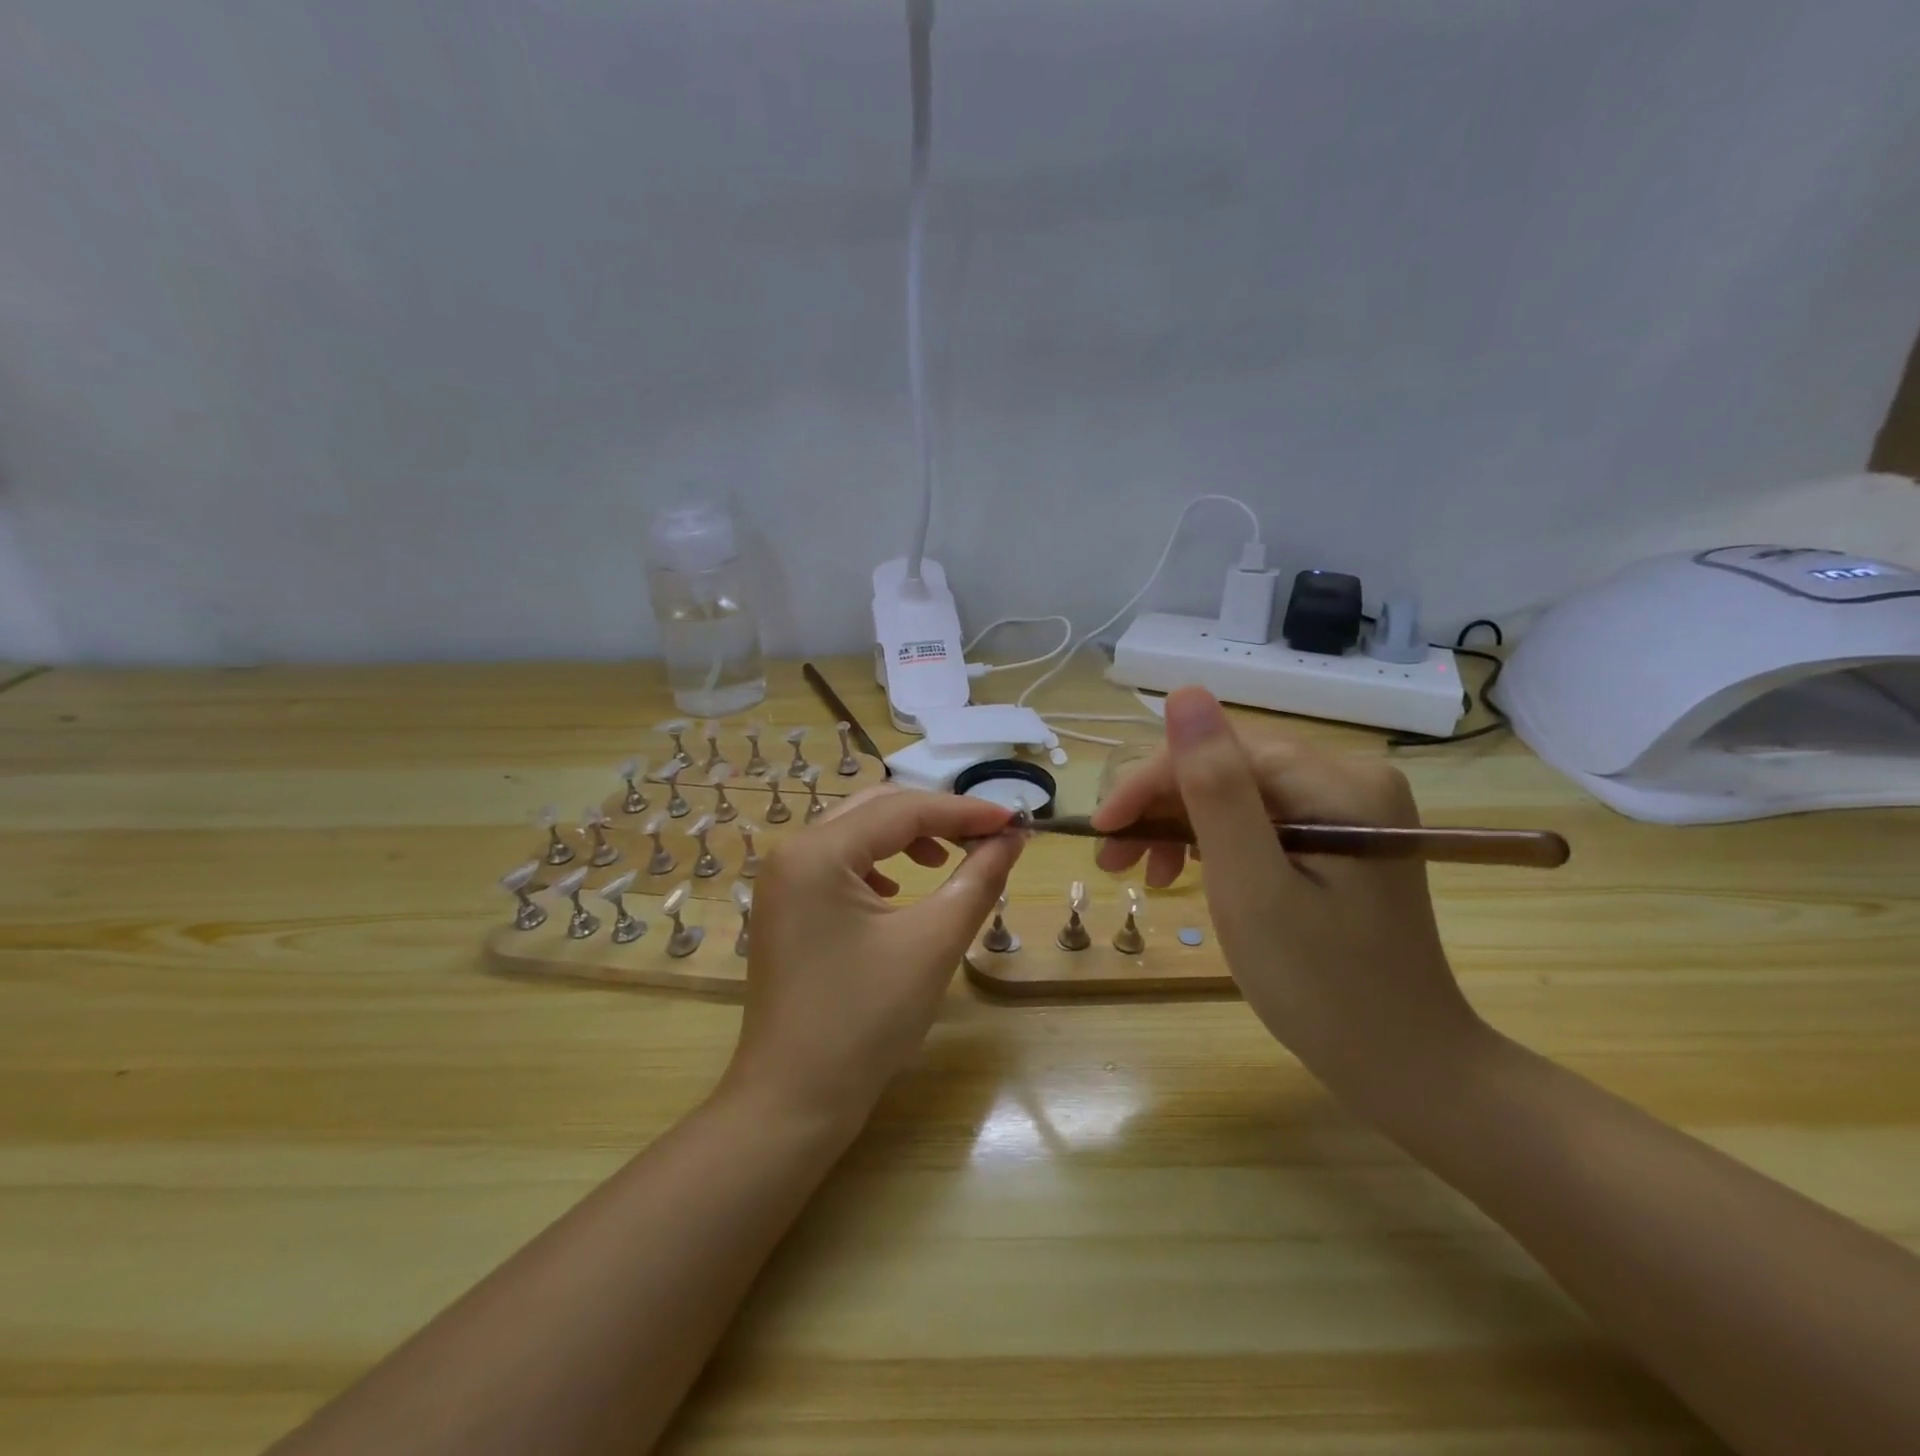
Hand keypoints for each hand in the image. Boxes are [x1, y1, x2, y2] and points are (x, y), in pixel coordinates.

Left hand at [723, 786, 1023, 1125]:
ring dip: (907, 837)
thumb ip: (978, 879)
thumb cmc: (865, 1021)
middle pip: (876, 810)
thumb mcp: (933, 943)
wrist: (793, 1102)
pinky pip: (839, 862)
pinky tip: (898, 888)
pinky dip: (879, 863)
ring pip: (857, 832)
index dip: (964, 811)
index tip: (1015, 821)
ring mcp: (782, 879)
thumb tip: (1013, 838)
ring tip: (948, 860)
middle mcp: (791, 851)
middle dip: (937, 818)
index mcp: (817, 851)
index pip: (903, 810)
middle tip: (988, 836)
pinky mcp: (785, 905)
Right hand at [1089, 687, 1481, 1083]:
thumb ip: (1216, 789)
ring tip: (1141, 874)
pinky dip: (1214, 843)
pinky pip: (1259, 820)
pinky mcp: (1341, 837)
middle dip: (1161, 809)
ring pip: (1237, 793)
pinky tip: (1184, 870)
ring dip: (1179, 826)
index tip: (1102, 832)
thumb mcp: (1252, 887)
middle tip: (1112, 860)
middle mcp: (1351, 778)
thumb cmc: (1322, 987)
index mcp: (1340, 783)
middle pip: (1229, 769)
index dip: (1151, 784)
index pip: (1221, 751)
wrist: (1406, 1066)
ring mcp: (1350, 808)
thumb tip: (1184, 693)